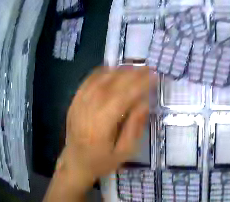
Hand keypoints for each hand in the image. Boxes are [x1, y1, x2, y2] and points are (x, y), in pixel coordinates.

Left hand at [58, 66, 156, 186]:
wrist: (75, 161)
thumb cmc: (101, 160)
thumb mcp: (123, 152)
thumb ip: (134, 128)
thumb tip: (145, 104)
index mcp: (103, 124)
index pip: (124, 96)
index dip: (140, 85)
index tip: (154, 77)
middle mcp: (90, 108)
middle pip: (112, 83)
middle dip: (132, 74)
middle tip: (148, 68)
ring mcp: (80, 101)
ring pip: (101, 78)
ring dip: (119, 70)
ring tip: (134, 67)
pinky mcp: (75, 99)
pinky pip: (89, 80)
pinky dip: (102, 72)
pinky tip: (112, 69)